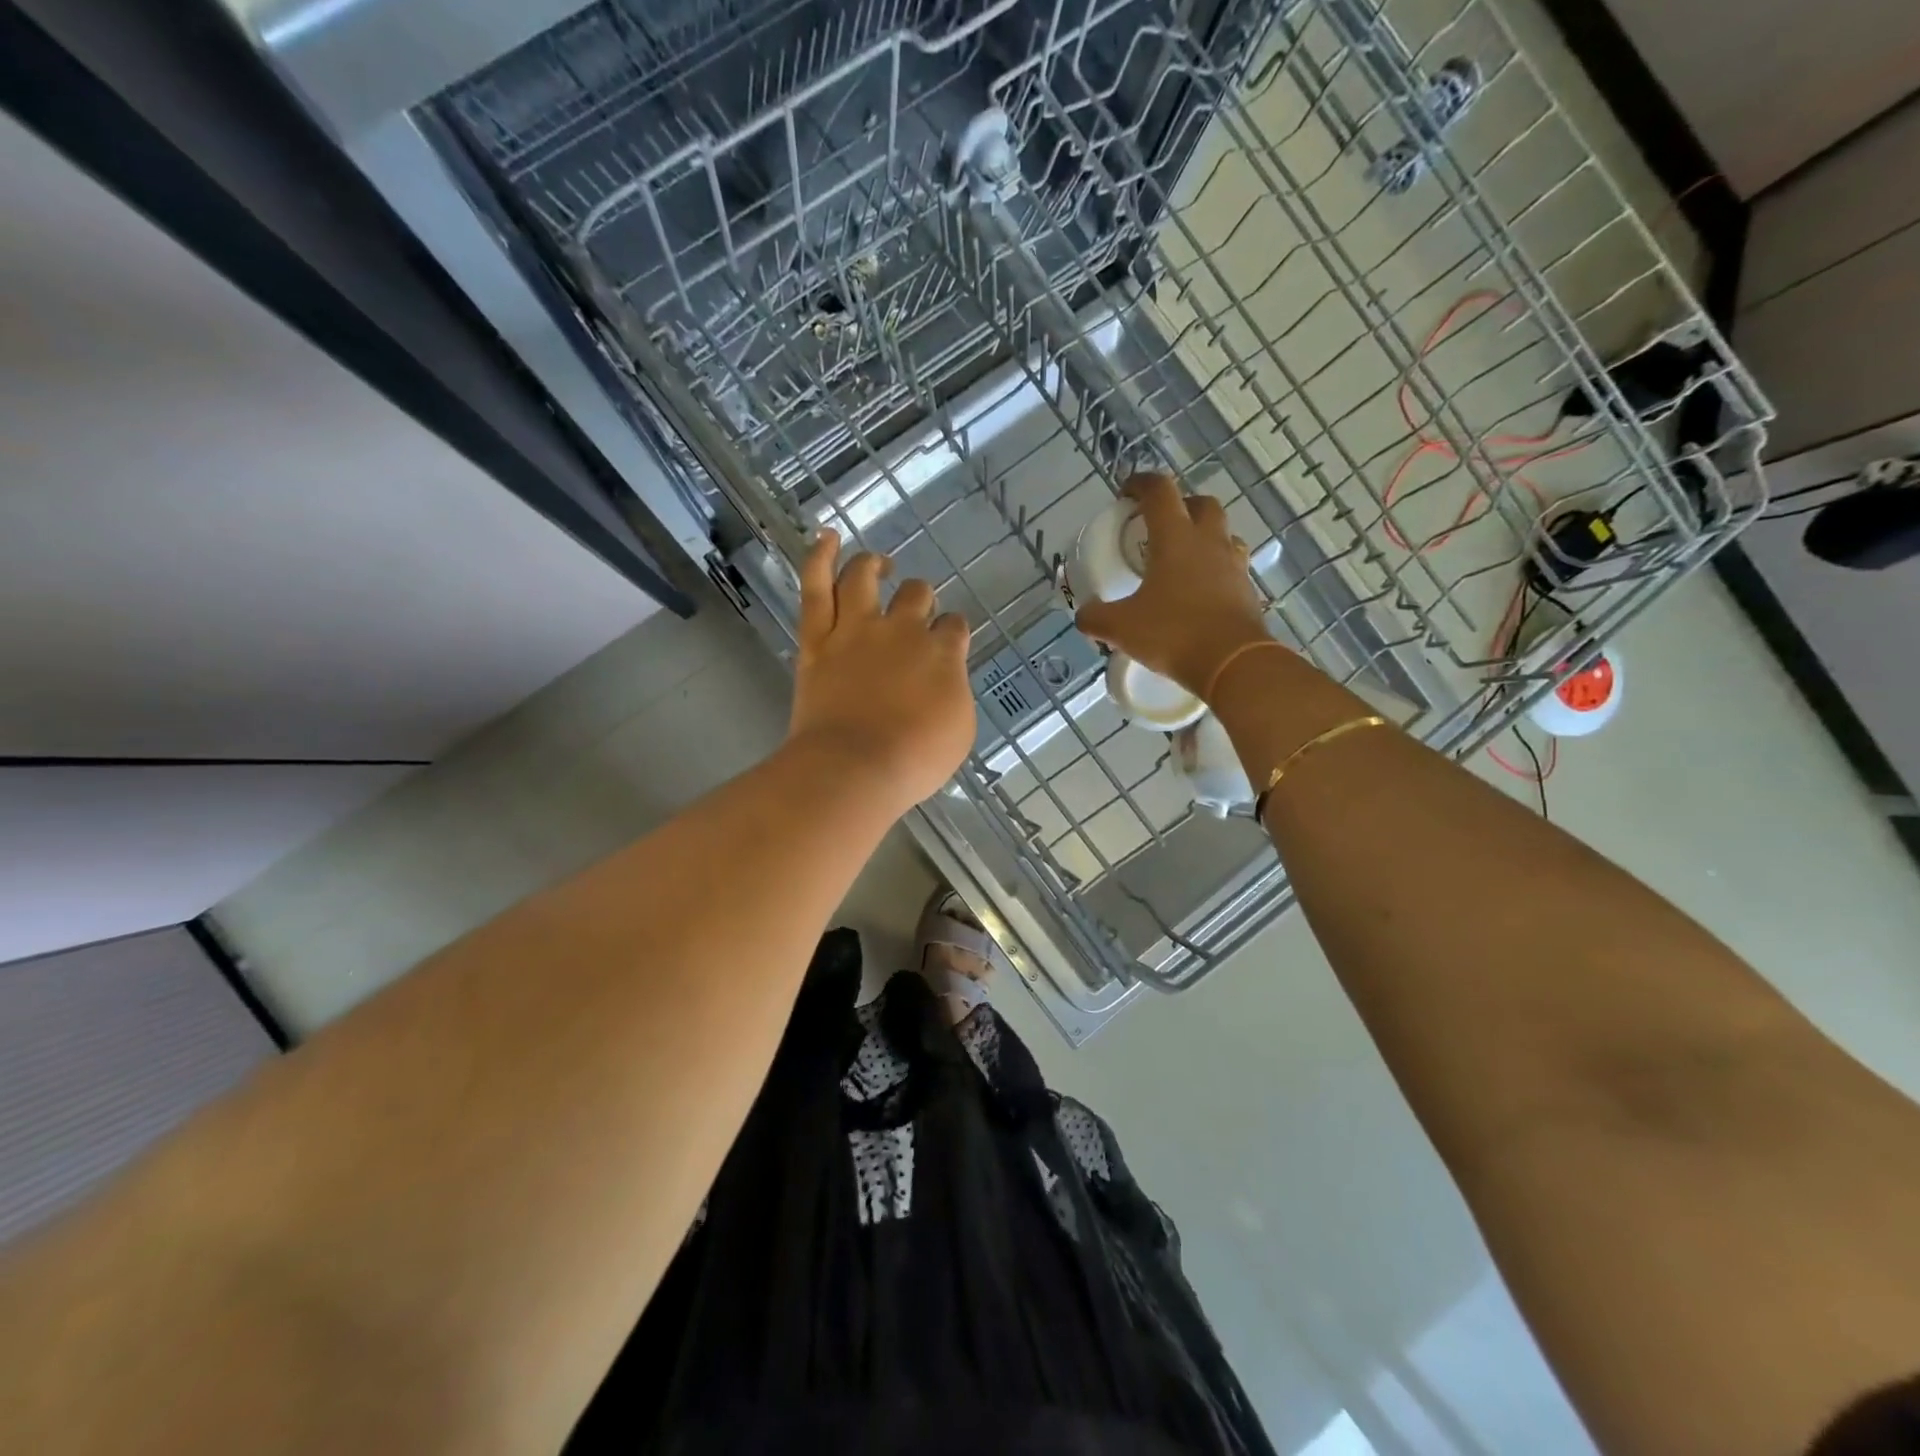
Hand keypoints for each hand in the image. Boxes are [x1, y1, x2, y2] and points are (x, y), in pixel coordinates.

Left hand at [787, 532, 975, 808]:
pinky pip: (816, 587)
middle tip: (914, 613)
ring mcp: (857, 628)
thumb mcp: (958, 732)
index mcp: (942, 653)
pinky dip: (820, 557)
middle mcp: (903, 629)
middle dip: (920, 599)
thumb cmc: (914, 760)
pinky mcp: (819, 638)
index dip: (951, 631)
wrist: (856, 768)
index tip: (946, 642)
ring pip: (866, 578)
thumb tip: (945, 679)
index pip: (954, 626)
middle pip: (917, 595)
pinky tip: (827, 537)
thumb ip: (953, 694)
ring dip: (873, 566)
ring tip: (877, 564)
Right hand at [1074, 473, 1272, 696]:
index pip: (1159, 491)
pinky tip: (1201, 589)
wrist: (1232, 662)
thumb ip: (1096, 618)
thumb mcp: (1122, 628)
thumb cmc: (1173, 633)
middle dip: (1180, 506)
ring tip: (1183, 557)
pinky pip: (1231, 565)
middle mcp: (1208, 541)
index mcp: (1175, 538)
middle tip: (1160, 525)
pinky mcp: (1247, 588)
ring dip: (1203, 535)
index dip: (1141, 484)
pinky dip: (1216, 568)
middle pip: (1200, 503)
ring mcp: (1233, 564)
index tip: (1126, 493)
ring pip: (1222, 532)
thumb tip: (1083, 616)